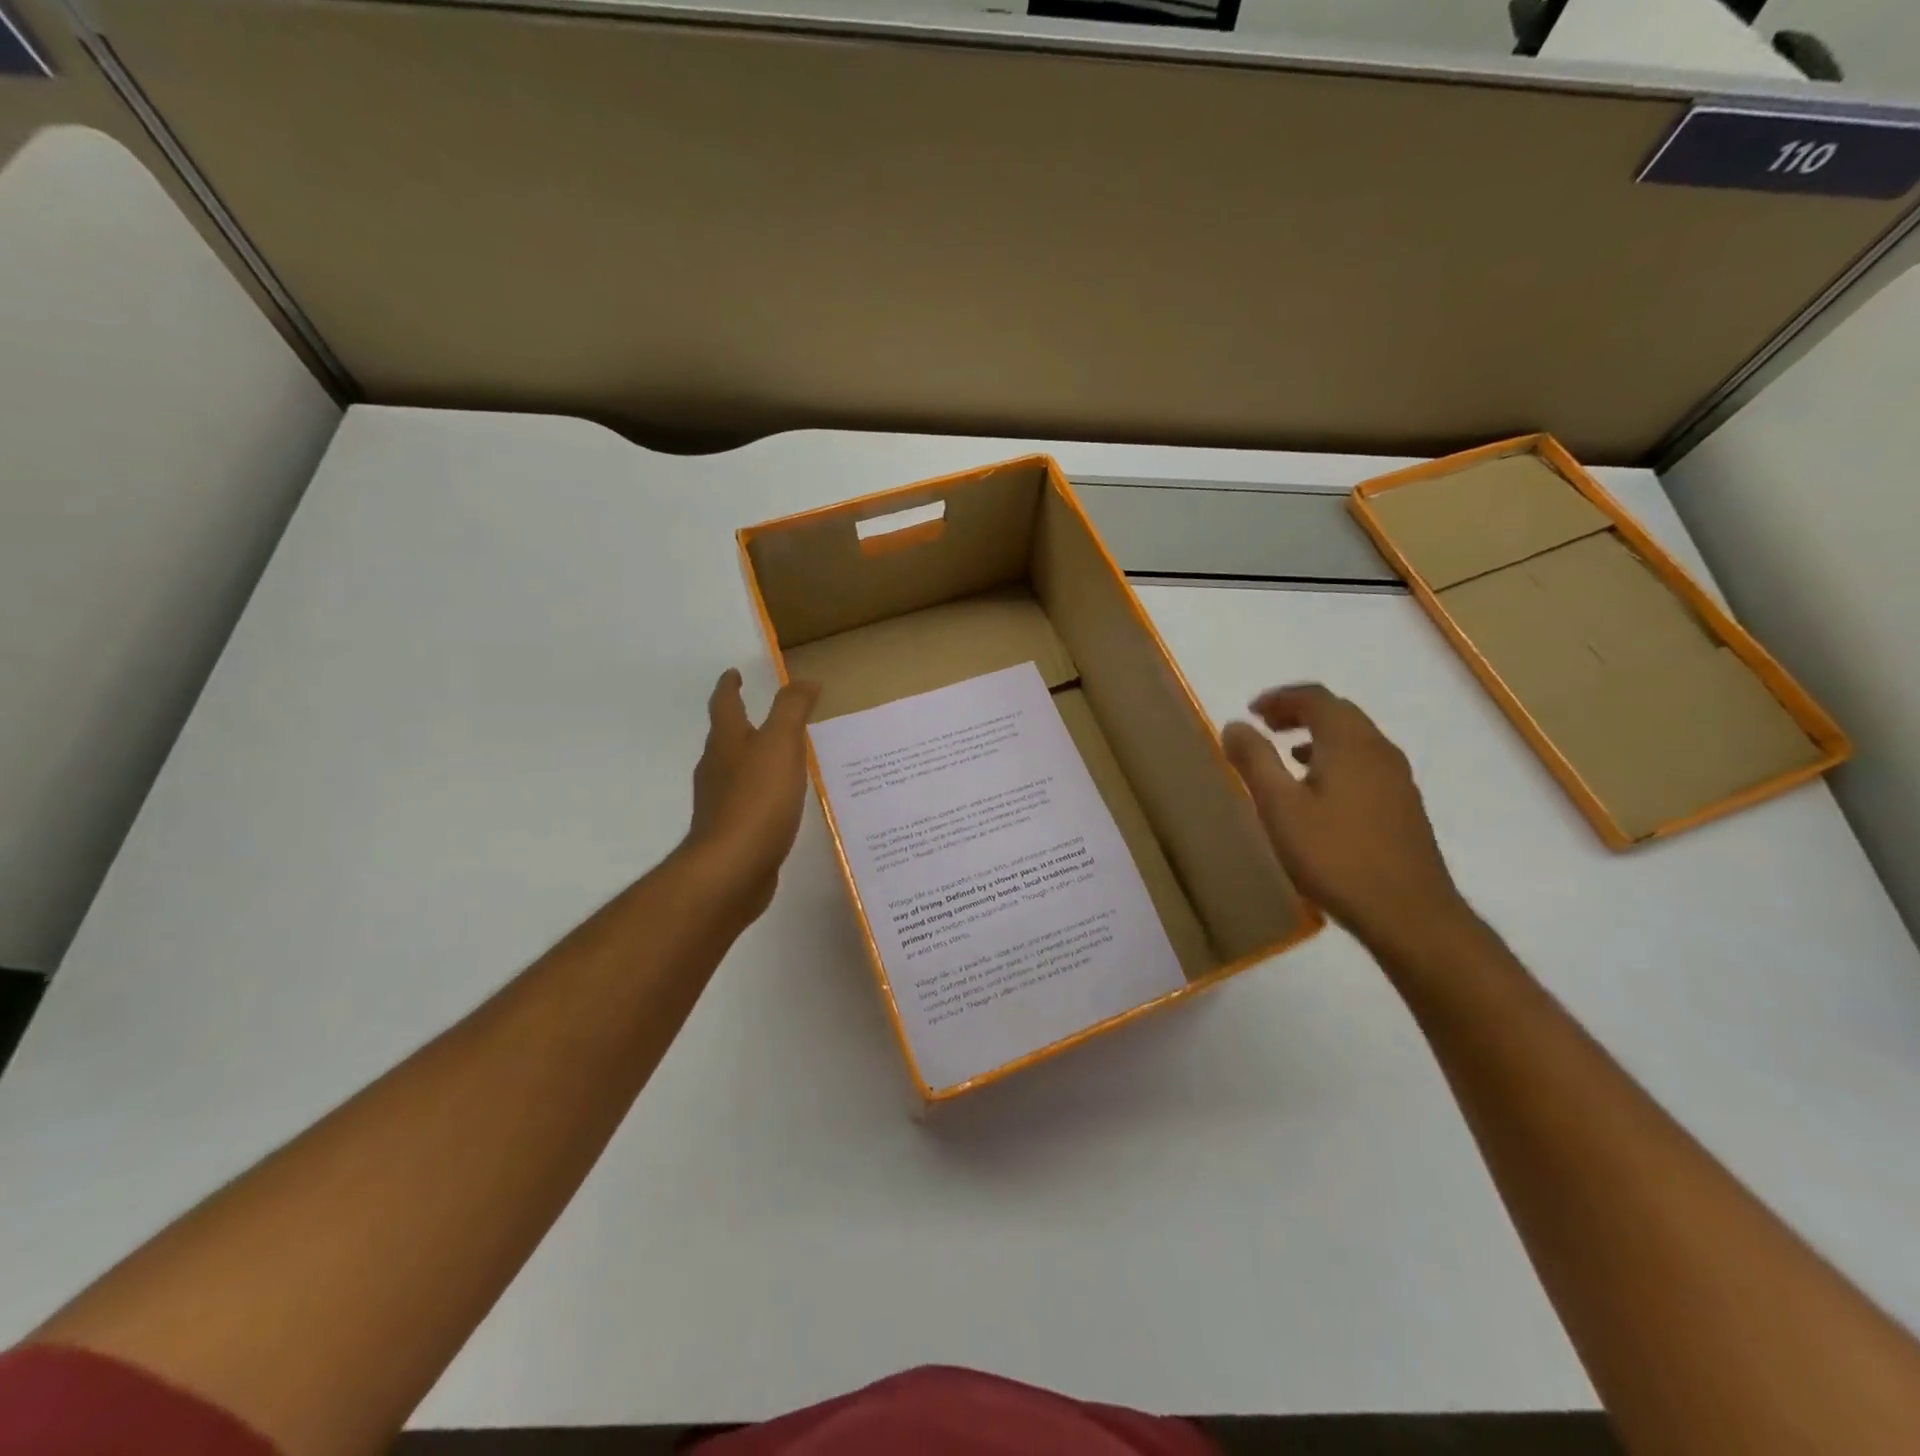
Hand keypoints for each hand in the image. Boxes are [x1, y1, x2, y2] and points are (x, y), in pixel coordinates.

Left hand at [683, 669, 820, 926]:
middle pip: (725, 738)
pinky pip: (747, 802)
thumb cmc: (757, 799)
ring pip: (735, 770)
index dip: (729, 686)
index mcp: (727, 742)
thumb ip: (792, 710)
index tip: (733, 673)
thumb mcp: (781, 744)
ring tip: (778, 756)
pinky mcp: (731, 832)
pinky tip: (779, 802)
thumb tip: (805, 681)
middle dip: (740, 723)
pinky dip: (760, 792)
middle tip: (763, 714)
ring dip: (752, 758)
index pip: (726, 705)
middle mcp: (717, 768)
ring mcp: (720, 802)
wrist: (731, 869)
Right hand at [1222, 684, 1467, 953]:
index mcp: (1349, 742)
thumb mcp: (1280, 807)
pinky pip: (1365, 763)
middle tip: (1266, 727)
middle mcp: (1379, 750)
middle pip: (1339, 712)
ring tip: (1288, 756)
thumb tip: (1235, 725)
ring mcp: (1398, 778)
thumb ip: (1255, 761)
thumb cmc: (1335, 856)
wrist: (1408, 914)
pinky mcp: (1404, 806)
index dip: (1280, 698)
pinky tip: (1321, 793)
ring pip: (1355, 739)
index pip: (1315, 698)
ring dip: (1319, 736)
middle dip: (1299, 712)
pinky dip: (1337, 759)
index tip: (1251, 712)